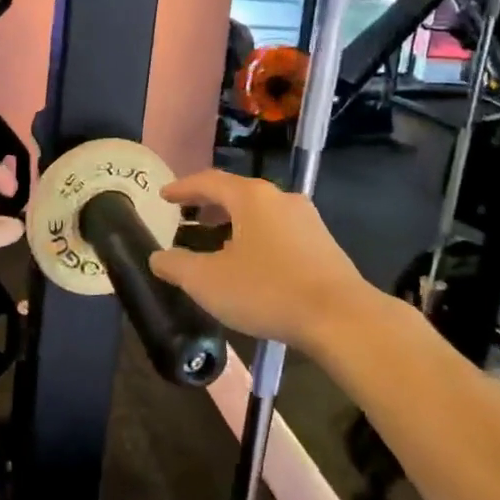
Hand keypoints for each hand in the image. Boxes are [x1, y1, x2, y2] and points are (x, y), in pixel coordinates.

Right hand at [149, 170, 368, 350]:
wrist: (341, 318)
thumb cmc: (267, 291)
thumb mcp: (208, 282)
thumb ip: (177, 266)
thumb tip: (158, 258)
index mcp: (252, 198)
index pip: (209, 181)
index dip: (183, 188)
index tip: (164, 195)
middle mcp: (281, 199)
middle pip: (237, 194)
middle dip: (209, 206)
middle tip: (188, 220)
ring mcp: (307, 220)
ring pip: (260, 213)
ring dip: (234, 224)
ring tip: (216, 244)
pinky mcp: (323, 244)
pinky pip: (279, 232)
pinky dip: (256, 238)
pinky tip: (251, 265)